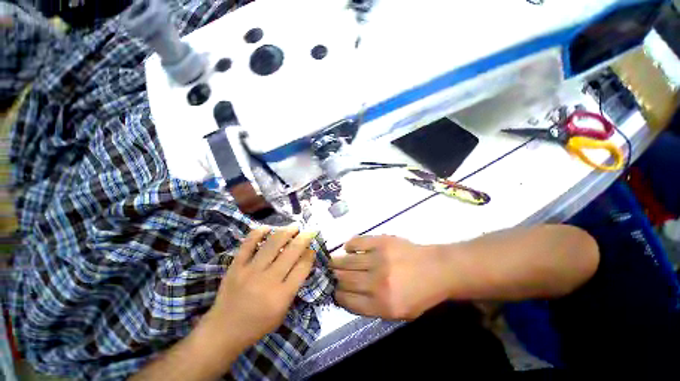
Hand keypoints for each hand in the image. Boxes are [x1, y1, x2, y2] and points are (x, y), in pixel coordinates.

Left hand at [203, 226, 317, 350]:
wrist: (223, 331)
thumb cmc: (257, 324)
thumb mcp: (282, 311)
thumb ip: (293, 286)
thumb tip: (302, 261)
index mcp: (282, 295)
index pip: (302, 267)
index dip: (310, 254)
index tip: (312, 247)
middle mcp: (268, 280)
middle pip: (291, 251)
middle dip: (304, 238)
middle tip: (309, 231)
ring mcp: (250, 271)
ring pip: (272, 244)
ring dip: (286, 231)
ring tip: (294, 227)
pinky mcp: (235, 266)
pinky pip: (248, 244)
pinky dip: (258, 232)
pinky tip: (268, 228)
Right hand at [331, 235, 448, 319]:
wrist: (437, 269)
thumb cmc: (419, 294)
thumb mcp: (398, 313)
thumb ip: (370, 307)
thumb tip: (345, 295)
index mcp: (382, 305)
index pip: (347, 301)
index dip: (337, 295)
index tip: (334, 290)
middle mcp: (377, 282)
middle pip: (344, 280)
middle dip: (332, 278)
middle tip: (328, 275)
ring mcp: (378, 259)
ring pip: (346, 262)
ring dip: (335, 263)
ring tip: (330, 262)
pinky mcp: (381, 241)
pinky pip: (356, 242)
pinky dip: (349, 246)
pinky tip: (348, 249)